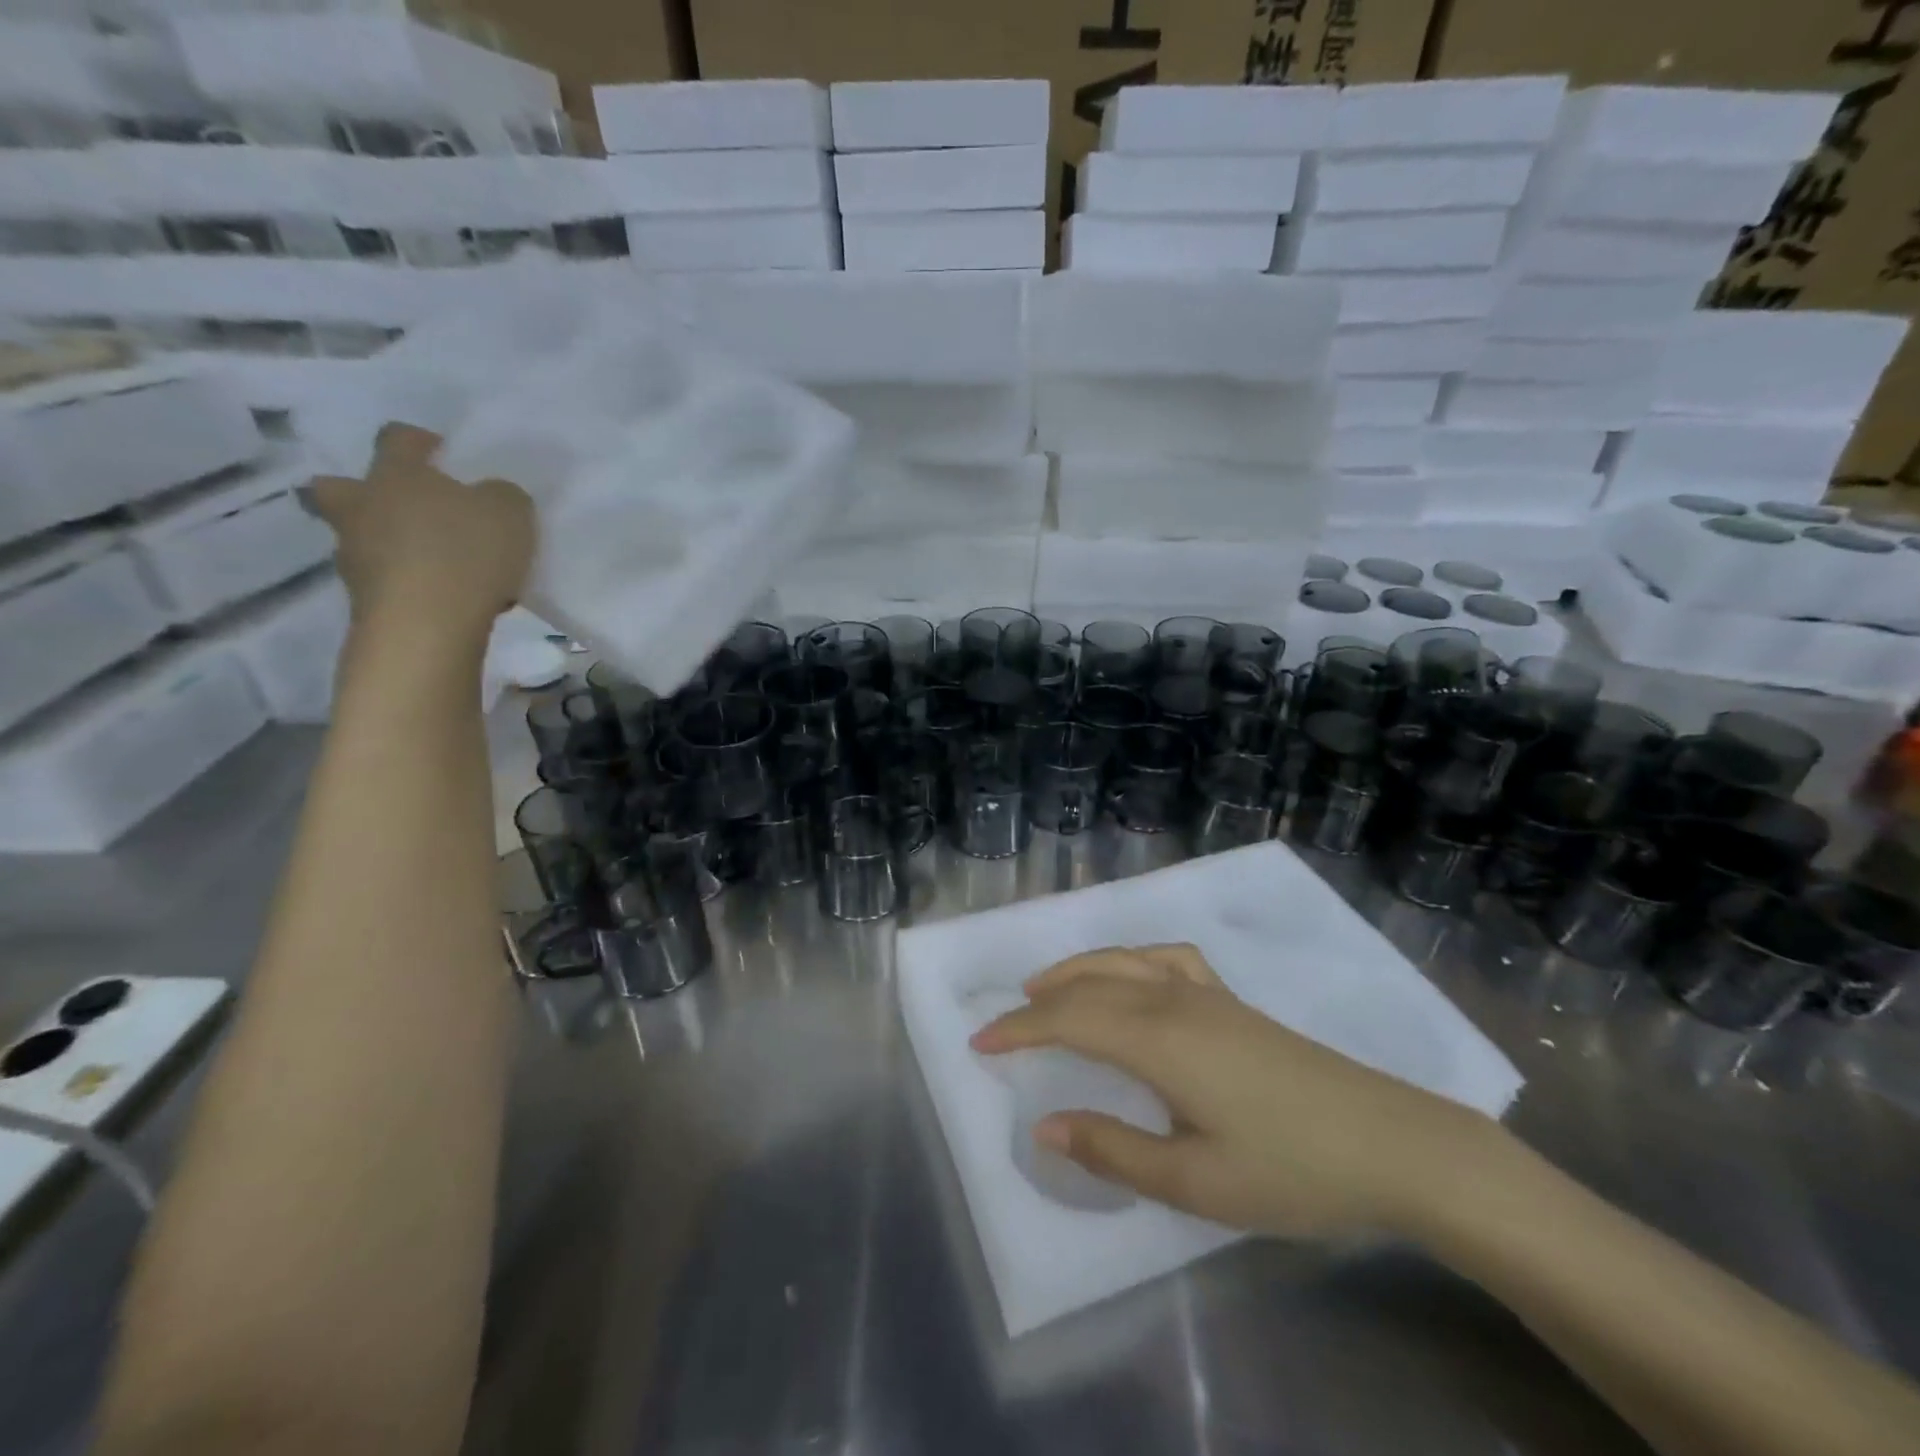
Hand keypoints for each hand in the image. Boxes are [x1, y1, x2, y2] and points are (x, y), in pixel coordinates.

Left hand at [308, 422, 534, 637]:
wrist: (426, 625)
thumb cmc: (466, 553)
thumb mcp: (510, 512)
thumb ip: (502, 496)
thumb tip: (491, 496)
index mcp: (396, 475)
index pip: (397, 439)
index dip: (419, 442)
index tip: (445, 456)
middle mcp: (362, 508)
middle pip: (339, 488)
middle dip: (363, 493)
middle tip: (404, 509)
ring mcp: (355, 556)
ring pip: (361, 539)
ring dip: (389, 546)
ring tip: (440, 567)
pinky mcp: (363, 600)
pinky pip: (384, 582)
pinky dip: (407, 585)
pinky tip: (445, 599)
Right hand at [971, 945, 1508, 1238]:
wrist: (1391, 1144)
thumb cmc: (1291, 1170)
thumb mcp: (1195, 1181)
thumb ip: (1113, 1151)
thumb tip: (1043, 1127)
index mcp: (1158, 1039)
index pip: (1068, 1019)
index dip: (1019, 1028)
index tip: (979, 1043)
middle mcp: (1173, 1000)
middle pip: (1089, 985)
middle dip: (1037, 1001)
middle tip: (1001, 1024)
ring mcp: (1207, 994)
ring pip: (1124, 960)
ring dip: (1077, 970)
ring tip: (1047, 988)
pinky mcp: (1232, 1001)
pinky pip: (1167, 958)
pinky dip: (1131, 958)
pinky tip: (1132, 976)